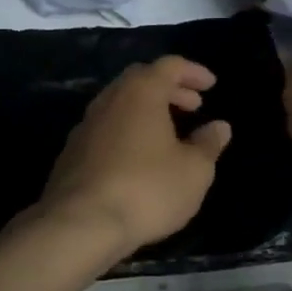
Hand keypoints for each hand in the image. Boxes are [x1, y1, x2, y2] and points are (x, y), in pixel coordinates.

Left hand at [35, 56, 232, 259]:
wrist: (80, 224)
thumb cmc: (146, 189)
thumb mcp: (193, 171)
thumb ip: (208, 144)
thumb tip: (219, 126)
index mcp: (141, 92)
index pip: (170, 66)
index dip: (193, 72)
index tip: (211, 85)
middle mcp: (110, 99)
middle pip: (141, 79)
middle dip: (170, 88)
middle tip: (193, 106)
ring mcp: (86, 124)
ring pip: (121, 103)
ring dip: (147, 109)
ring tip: (169, 132)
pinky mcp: (72, 151)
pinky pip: (106, 127)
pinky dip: (127, 129)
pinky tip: (138, 157)